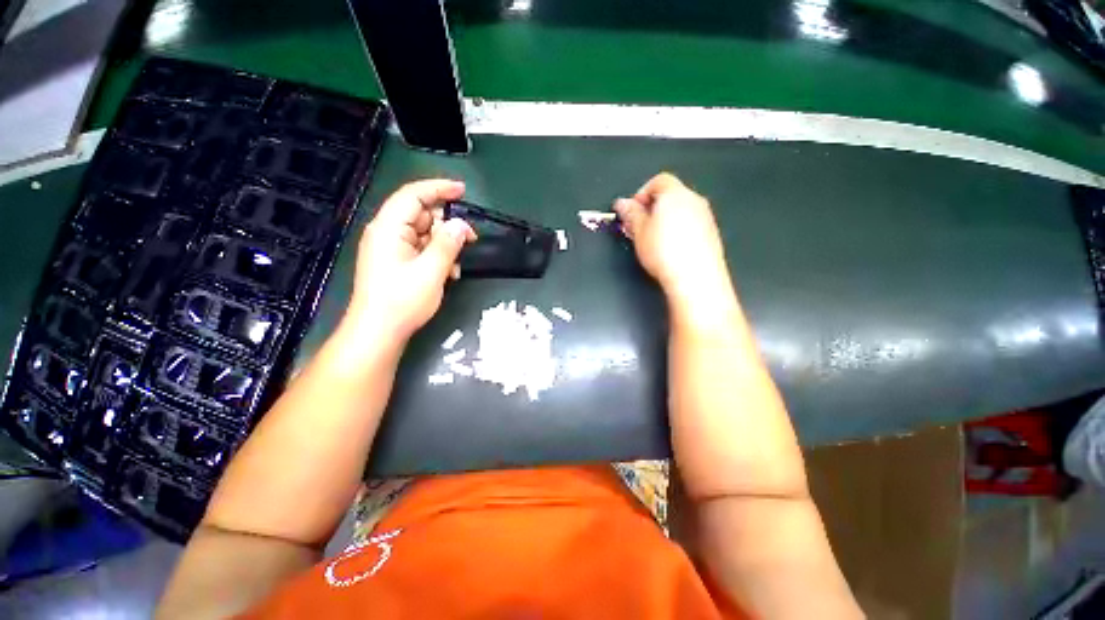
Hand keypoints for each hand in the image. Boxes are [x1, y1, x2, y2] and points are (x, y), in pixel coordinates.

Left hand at [345, 180, 475, 344]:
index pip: (413, 195)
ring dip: (445, 245)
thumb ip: (448, 244)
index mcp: (389, 228)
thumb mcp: (431, 271)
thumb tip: (461, 225)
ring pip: (424, 234)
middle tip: (470, 238)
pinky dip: (437, 256)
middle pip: (421, 215)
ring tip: (457, 265)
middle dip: (447, 224)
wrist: (378, 332)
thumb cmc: (402, 301)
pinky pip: (421, 249)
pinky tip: (448, 274)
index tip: (463, 191)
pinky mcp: (396, 263)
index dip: (439, 189)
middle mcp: (387, 233)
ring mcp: (391, 249)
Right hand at [613, 173, 731, 305]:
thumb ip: (630, 213)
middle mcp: (693, 200)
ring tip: (651, 239)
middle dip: (651, 208)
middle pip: (670, 194)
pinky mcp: (711, 233)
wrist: (695, 277)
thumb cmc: (667, 253)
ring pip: (680, 210)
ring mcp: (705, 216)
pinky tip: (668, 248)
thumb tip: (622, 204)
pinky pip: (690, 223)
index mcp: (675, 194)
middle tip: (638, 226)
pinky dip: (678, 229)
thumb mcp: (639, 232)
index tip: (632, 211)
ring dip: (664, 219)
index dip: (641, 194)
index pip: (657, 180)